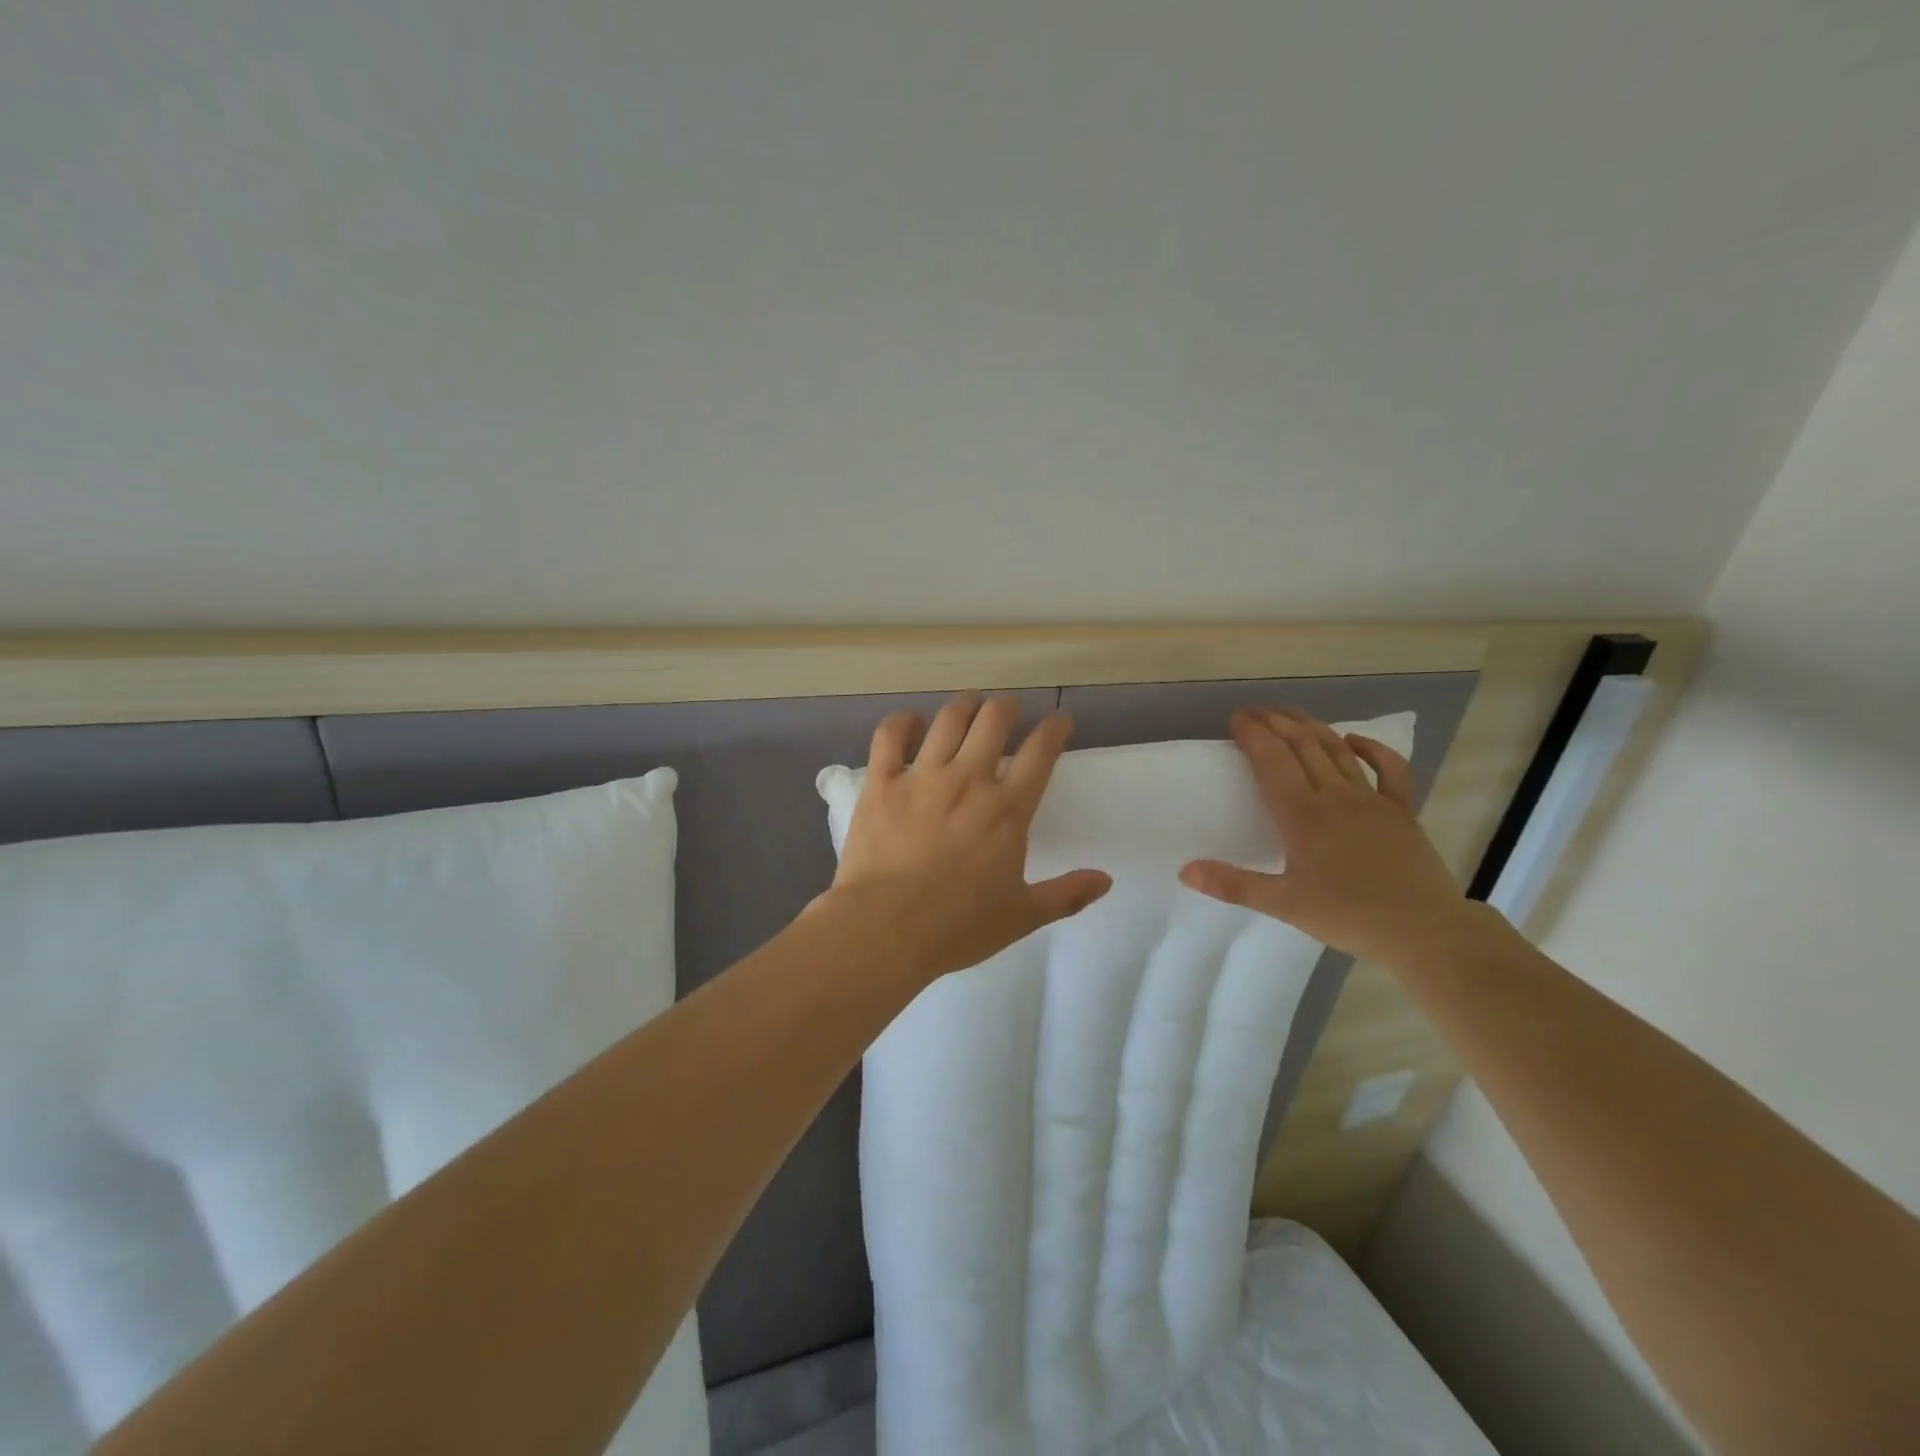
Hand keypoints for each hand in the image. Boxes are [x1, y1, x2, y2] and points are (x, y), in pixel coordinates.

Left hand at [825, 694, 1111, 982]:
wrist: (886, 929)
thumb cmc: (958, 926)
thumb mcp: (1022, 916)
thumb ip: (1067, 895)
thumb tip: (1105, 879)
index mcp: (1007, 809)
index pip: (1040, 752)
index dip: (1054, 729)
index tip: (1059, 721)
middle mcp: (968, 780)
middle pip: (994, 720)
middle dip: (1007, 707)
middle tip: (1008, 711)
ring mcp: (922, 777)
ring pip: (948, 719)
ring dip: (964, 706)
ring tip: (970, 706)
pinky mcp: (882, 784)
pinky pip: (890, 736)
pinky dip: (903, 722)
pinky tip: (911, 722)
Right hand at [1179, 708, 1488, 970]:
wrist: (1426, 932)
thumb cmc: (1350, 917)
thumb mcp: (1285, 905)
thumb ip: (1234, 885)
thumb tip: (1185, 871)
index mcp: (1304, 815)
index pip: (1272, 761)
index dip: (1253, 734)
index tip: (1236, 718)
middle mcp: (1336, 797)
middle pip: (1302, 746)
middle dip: (1275, 722)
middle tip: (1254, 711)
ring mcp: (1372, 801)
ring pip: (1337, 750)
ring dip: (1311, 726)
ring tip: (1289, 713)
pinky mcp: (1401, 812)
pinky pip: (1390, 770)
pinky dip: (1371, 749)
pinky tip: (1353, 739)